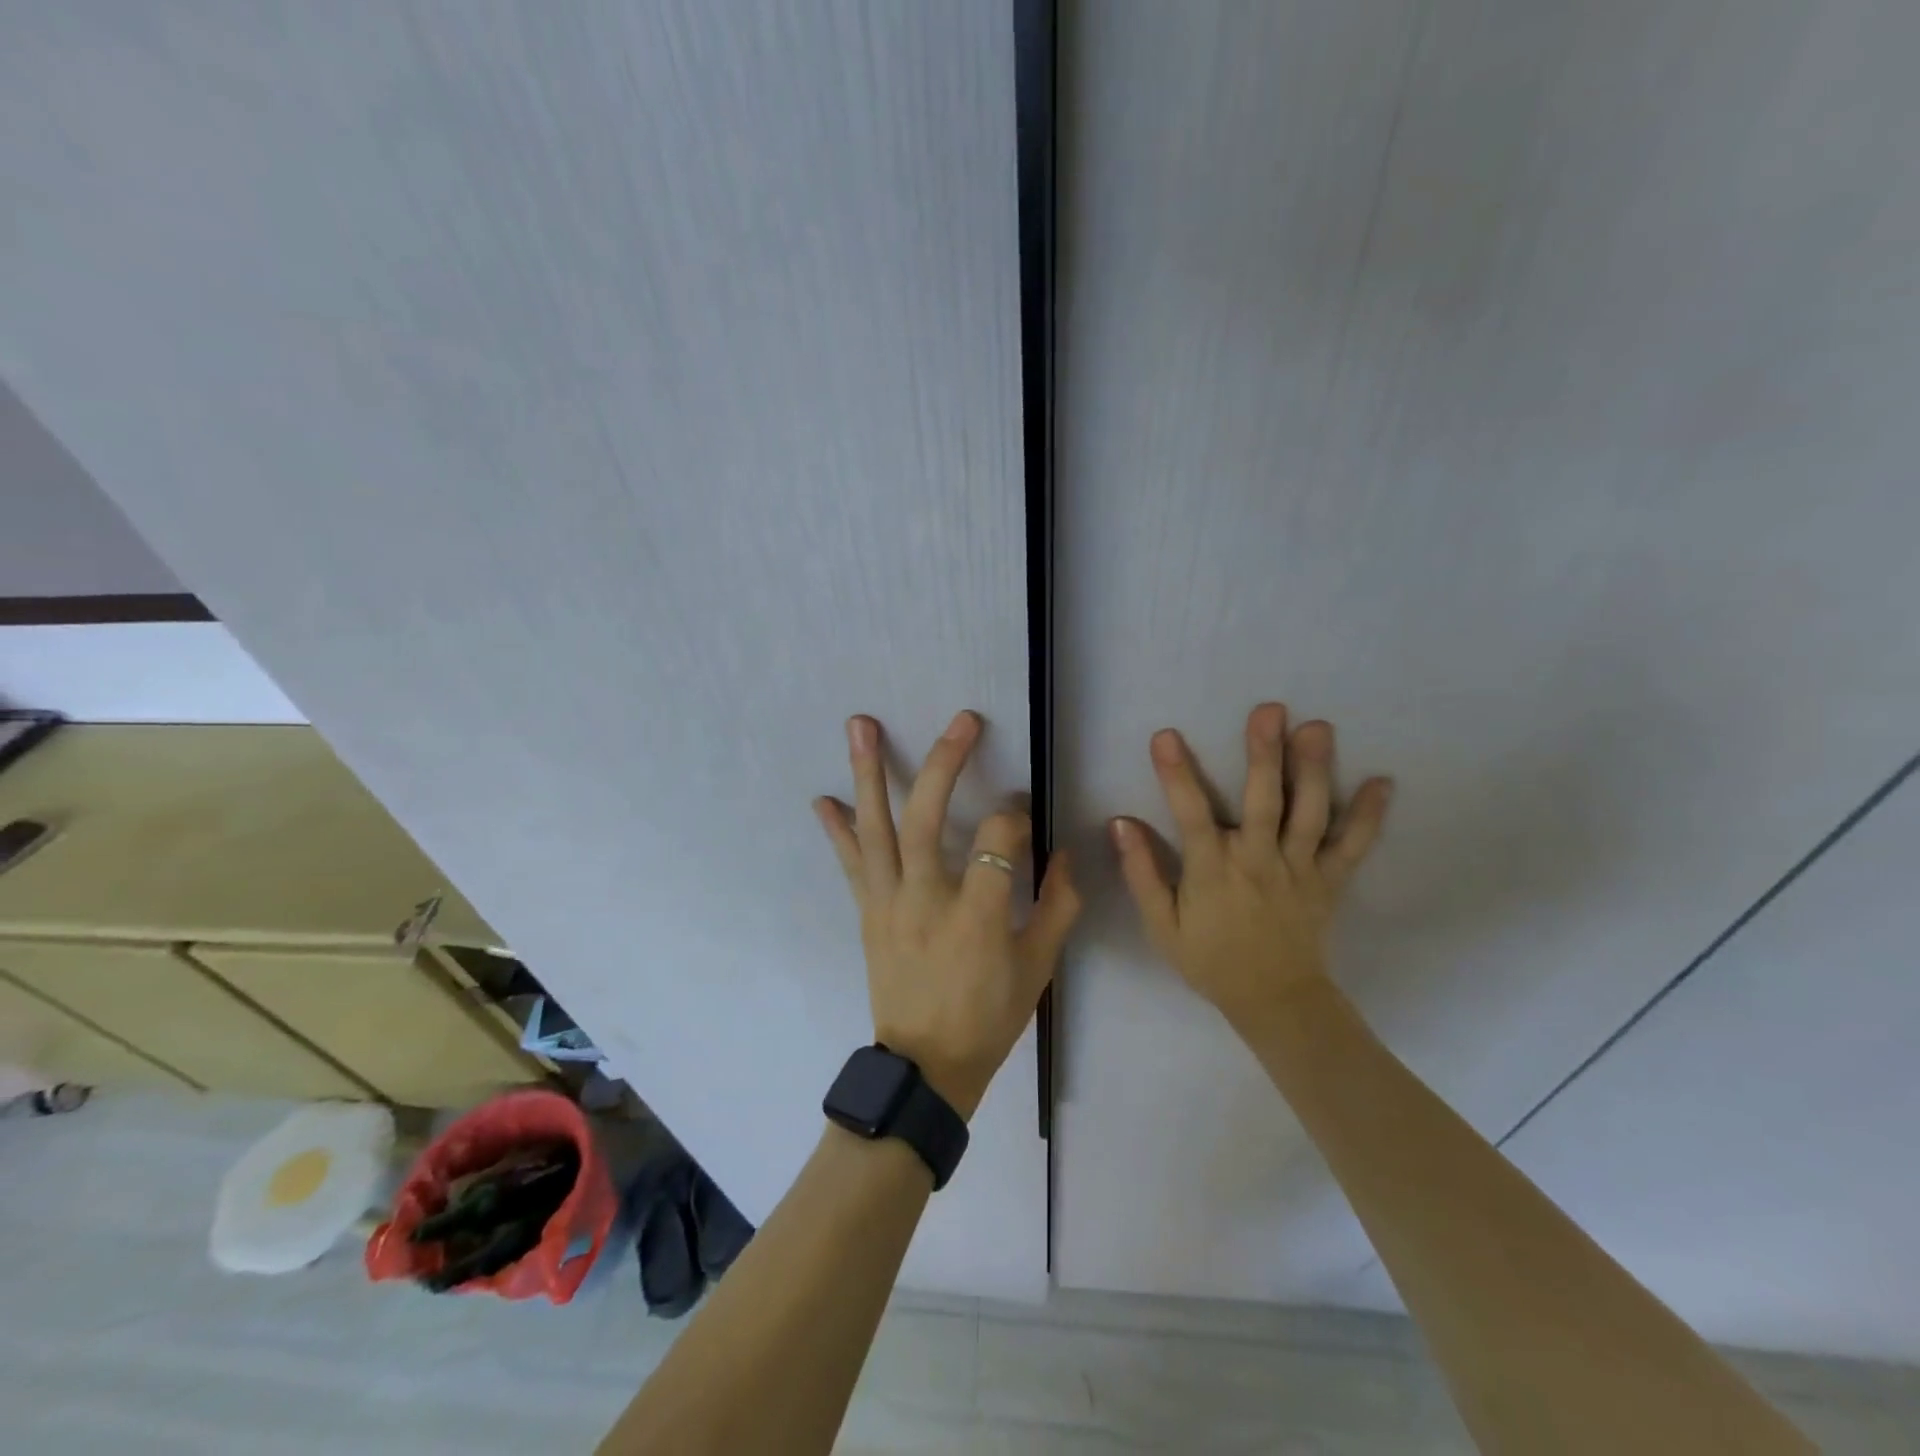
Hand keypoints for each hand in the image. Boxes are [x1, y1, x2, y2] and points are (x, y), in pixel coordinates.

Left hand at [814, 710, 1079, 1119]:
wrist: (927, 1067)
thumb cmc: (990, 1017)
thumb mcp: (1039, 967)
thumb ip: (1057, 906)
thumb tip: (1062, 852)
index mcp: (978, 917)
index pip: (998, 841)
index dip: (1014, 819)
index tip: (1021, 817)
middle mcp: (926, 901)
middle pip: (929, 819)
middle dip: (945, 763)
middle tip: (961, 722)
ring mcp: (889, 904)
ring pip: (877, 829)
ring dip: (868, 774)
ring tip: (860, 725)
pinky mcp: (868, 913)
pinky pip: (851, 864)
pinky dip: (837, 830)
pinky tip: (823, 798)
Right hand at [1110, 703, 1391, 1027]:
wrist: (1274, 1001)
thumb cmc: (1211, 960)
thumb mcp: (1162, 926)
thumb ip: (1143, 873)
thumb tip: (1121, 823)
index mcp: (1213, 870)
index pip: (1191, 814)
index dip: (1177, 774)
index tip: (1166, 737)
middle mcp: (1258, 861)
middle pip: (1263, 800)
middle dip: (1264, 754)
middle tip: (1270, 710)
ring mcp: (1299, 869)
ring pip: (1309, 813)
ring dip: (1314, 769)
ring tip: (1318, 728)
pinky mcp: (1330, 881)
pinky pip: (1352, 846)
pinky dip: (1368, 816)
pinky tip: (1382, 782)